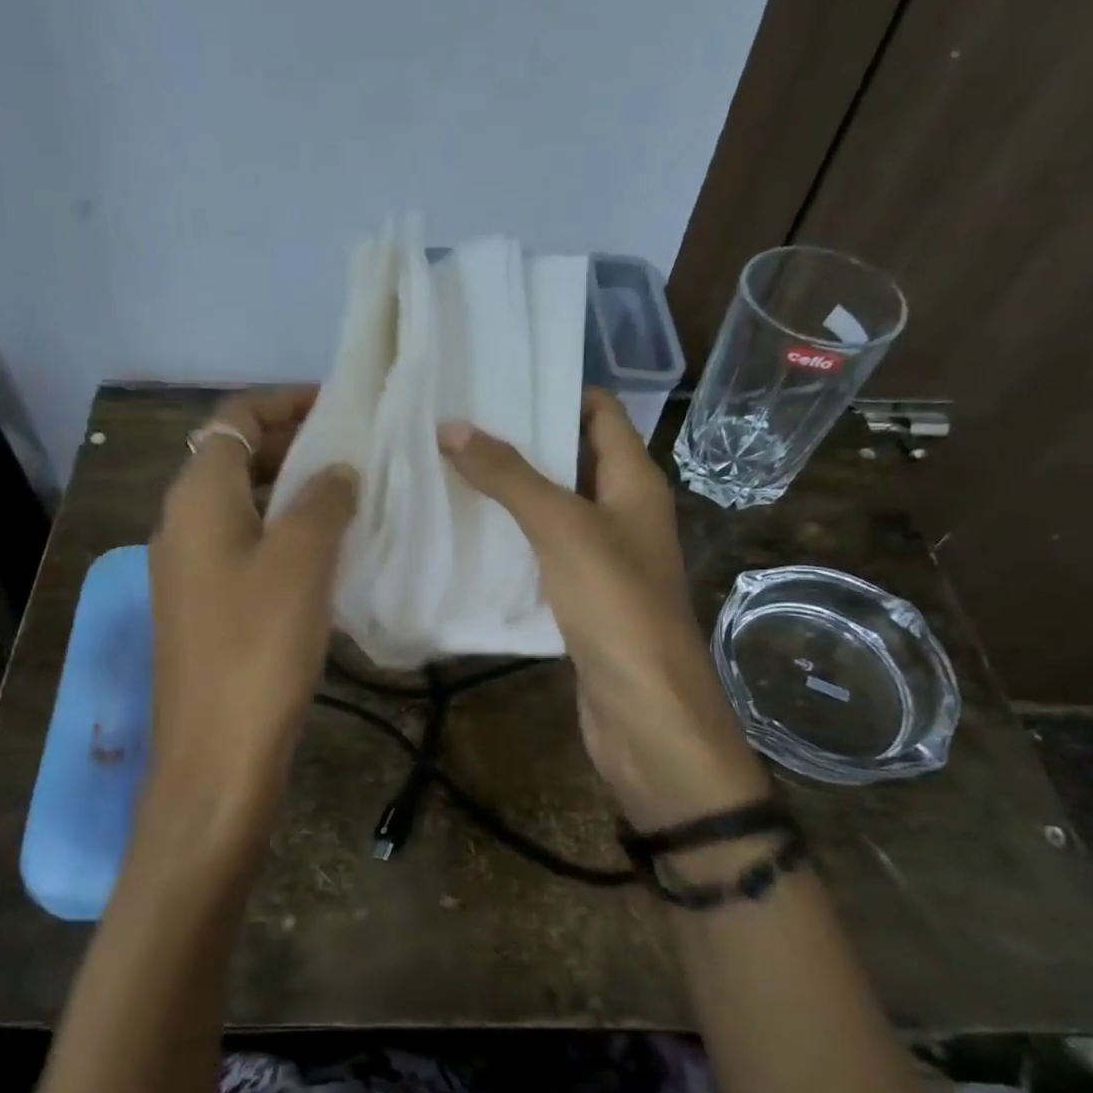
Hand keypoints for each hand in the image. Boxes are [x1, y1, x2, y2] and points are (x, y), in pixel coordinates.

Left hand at [144, 388, 357, 860]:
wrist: (216, 755)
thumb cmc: (259, 645)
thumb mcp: (302, 559)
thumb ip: (323, 499)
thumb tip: (337, 471)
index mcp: (197, 497)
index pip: (235, 418)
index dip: (285, 402)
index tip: (339, 407)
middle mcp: (182, 522)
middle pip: (234, 456)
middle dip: (292, 444)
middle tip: (353, 451)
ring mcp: (187, 567)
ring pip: (241, 503)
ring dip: (289, 491)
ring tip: (348, 495)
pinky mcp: (201, 606)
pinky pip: (243, 545)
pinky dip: (281, 532)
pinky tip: (325, 553)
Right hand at [439, 389, 767, 828]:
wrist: (645, 715)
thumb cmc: (616, 606)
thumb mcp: (562, 528)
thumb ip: (510, 476)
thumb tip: (451, 426)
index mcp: (634, 482)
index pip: (600, 412)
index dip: (556, 388)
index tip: (496, 378)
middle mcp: (623, 511)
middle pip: (572, 455)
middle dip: (520, 437)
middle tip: (454, 420)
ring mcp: (603, 556)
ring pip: (553, 505)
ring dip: (510, 488)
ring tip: (447, 465)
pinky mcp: (581, 595)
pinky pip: (543, 549)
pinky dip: (511, 535)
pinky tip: (466, 530)